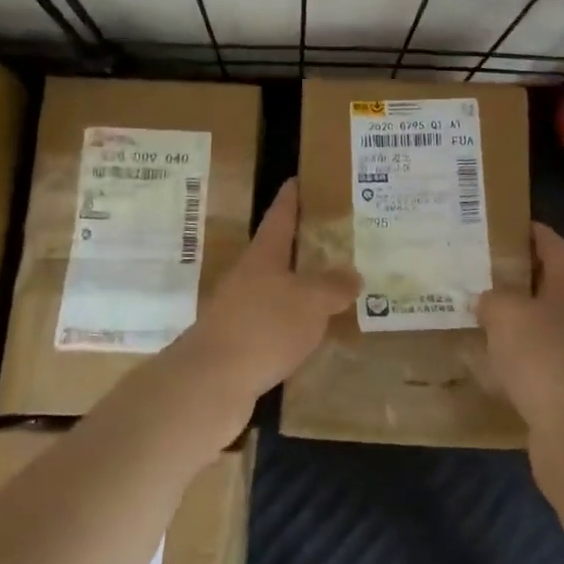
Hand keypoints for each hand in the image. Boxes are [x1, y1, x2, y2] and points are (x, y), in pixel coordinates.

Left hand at [168, 178, 359, 432]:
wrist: (210, 383)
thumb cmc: (263, 327)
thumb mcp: (310, 302)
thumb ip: (333, 286)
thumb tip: (353, 274)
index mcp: (263, 256)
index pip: (279, 217)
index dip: (290, 198)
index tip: (298, 180)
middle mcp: (247, 277)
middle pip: (276, 254)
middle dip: (302, 246)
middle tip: (333, 239)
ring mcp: (238, 311)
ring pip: (275, 291)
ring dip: (299, 289)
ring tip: (332, 290)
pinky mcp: (238, 343)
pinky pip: (272, 324)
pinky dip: (292, 324)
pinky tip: (310, 336)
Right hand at [477, 222, 563, 440]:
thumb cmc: (542, 356)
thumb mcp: (505, 313)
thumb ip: (492, 298)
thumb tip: (486, 299)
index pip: (555, 246)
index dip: (533, 233)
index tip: (504, 226)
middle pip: (550, 283)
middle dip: (518, 276)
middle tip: (482, 270)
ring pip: (544, 323)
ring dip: (517, 319)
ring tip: (481, 314)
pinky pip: (541, 360)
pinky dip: (519, 357)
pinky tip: (491, 362)